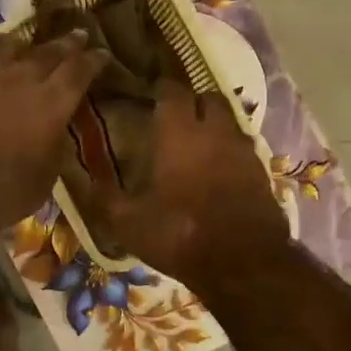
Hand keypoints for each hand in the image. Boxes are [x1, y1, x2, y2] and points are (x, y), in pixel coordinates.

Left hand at [0, 31, 108, 235]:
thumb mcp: (42, 183)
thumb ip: (52, 152)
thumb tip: (54, 136)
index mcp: (51, 104)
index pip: (79, 72)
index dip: (93, 61)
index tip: (102, 53)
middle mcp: (19, 79)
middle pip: (47, 52)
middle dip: (65, 44)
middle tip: (77, 34)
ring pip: (5, 48)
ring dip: (19, 45)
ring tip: (24, 44)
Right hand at [82, 83, 289, 285]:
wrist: (243, 262)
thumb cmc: (179, 234)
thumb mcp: (129, 223)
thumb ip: (107, 197)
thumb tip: (88, 179)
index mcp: (179, 133)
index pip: (172, 90)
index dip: (161, 88)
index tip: (151, 93)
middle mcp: (214, 131)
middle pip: (208, 97)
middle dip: (192, 102)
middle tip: (176, 117)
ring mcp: (243, 150)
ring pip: (229, 122)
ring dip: (214, 126)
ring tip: (197, 145)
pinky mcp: (262, 171)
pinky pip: (243, 149)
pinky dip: (229, 152)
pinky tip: (219, 172)